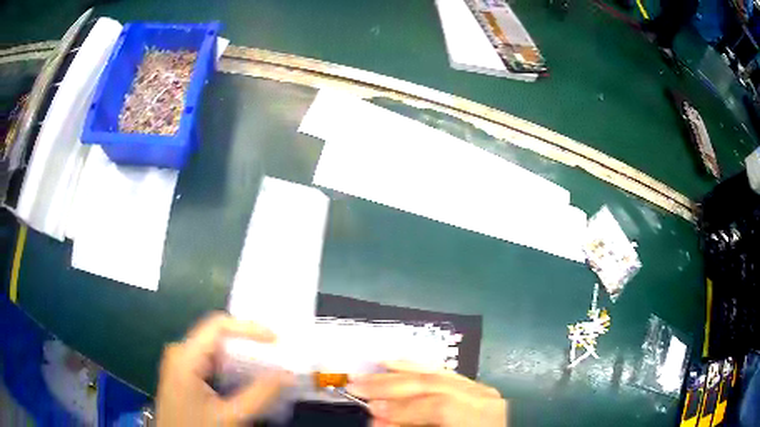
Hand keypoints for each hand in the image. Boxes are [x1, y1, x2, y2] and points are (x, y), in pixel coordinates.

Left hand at [156, 312, 292, 425]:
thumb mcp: (231, 417)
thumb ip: (259, 395)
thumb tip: (287, 374)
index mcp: (185, 356)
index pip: (218, 326)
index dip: (248, 328)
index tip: (275, 339)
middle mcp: (180, 353)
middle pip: (216, 337)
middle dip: (248, 344)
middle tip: (276, 354)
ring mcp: (180, 364)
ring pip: (215, 350)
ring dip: (241, 357)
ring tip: (268, 365)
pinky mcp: (184, 376)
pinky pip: (210, 363)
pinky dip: (231, 368)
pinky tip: (248, 379)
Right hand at [348, 361, 506, 426]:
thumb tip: (376, 418)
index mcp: (479, 416)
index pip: (438, 406)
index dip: (402, 407)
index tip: (370, 408)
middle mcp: (482, 397)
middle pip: (434, 383)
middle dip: (391, 384)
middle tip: (357, 384)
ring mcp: (480, 389)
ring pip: (436, 373)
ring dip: (398, 372)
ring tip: (369, 372)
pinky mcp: (473, 387)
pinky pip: (443, 374)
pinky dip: (417, 369)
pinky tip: (398, 363)